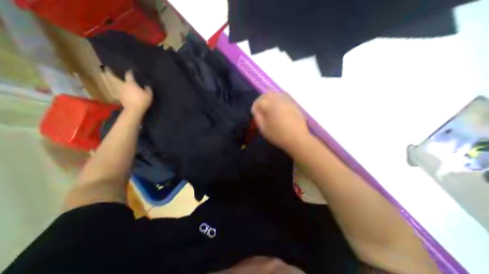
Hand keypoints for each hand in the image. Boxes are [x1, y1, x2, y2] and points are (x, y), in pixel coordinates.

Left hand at [119, 70, 151, 113]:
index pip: (129, 74)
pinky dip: (128, 93)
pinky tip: (133, 96)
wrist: (134, 110)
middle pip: (126, 81)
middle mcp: (124, 85)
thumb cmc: (142, 100)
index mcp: (130, 83)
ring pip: (125, 87)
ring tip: (134, 90)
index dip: (131, 72)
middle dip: (130, 81)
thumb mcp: (149, 94)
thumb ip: (148, 88)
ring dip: (129, 88)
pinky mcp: (121, 97)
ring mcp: (121, 91)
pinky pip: (125, 93)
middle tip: (135, 83)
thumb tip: (146, 85)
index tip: (133, 71)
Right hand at [252, 92, 307, 151]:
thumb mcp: (263, 129)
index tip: (254, 113)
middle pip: (268, 94)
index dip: (255, 106)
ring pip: (277, 93)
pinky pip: (285, 97)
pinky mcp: (295, 104)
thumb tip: (256, 111)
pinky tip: (279, 107)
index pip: (259, 101)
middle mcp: (280, 100)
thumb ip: (258, 117)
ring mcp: (288, 101)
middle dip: (261, 100)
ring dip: (270, 98)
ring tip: (269, 107)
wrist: (297, 139)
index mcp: (271, 105)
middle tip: (260, 108)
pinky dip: (279, 99)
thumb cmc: (278, 135)